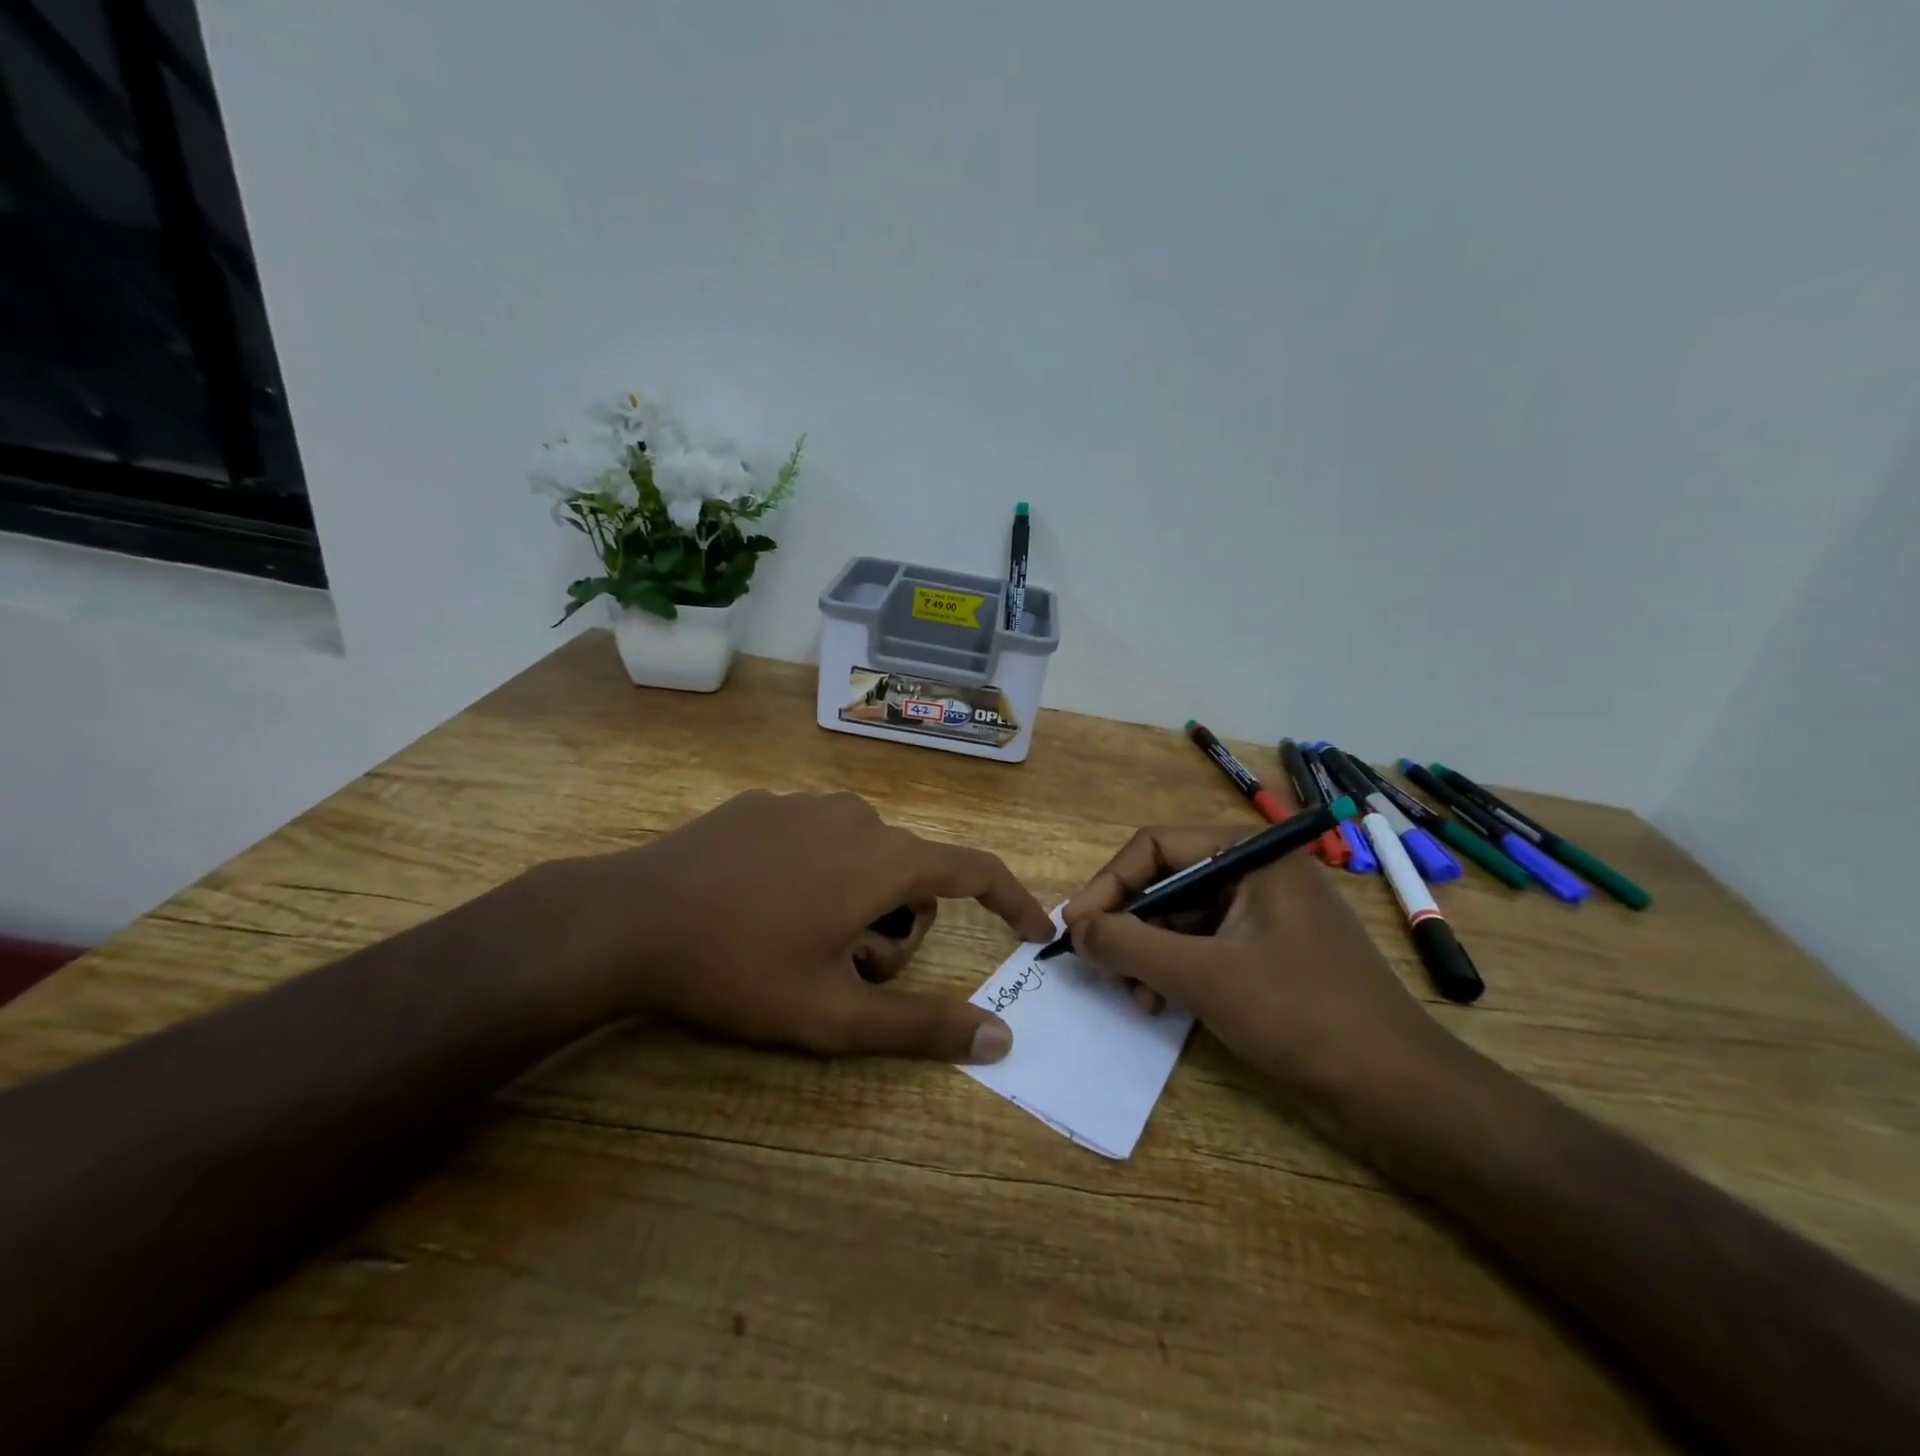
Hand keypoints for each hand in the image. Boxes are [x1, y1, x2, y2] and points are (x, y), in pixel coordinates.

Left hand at [557, 791, 1054, 1062]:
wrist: (627, 919)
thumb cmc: (739, 969)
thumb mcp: (833, 1014)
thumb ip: (922, 1027)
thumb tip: (1001, 1038)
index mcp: (883, 859)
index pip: (975, 870)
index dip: (1012, 900)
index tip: (1034, 930)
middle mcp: (856, 816)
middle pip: (912, 876)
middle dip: (895, 928)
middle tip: (843, 971)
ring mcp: (806, 804)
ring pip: (866, 856)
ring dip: (856, 902)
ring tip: (799, 941)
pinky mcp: (764, 804)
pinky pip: (819, 839)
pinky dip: (816, 874)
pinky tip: (762, 904)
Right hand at [1060, 827, 1455, 1107]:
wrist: (1402, 1096)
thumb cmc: (1303, 1018)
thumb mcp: (1205, 977)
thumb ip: (1131, 946)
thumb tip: (1075, 928)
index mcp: (1252, 855)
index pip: (1157, 845)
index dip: (1110, 883)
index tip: (1075, 927)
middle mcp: (1257, 873)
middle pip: (1167, 882)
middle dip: (1130, 926)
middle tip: (1100, 968)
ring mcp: (1266, 915)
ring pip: (1181, 919)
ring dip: (1149, 955)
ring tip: (1137, 999)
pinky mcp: (1269, 955)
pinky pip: (1204, 947)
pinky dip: (1175, 972)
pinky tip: (1162, 1005)